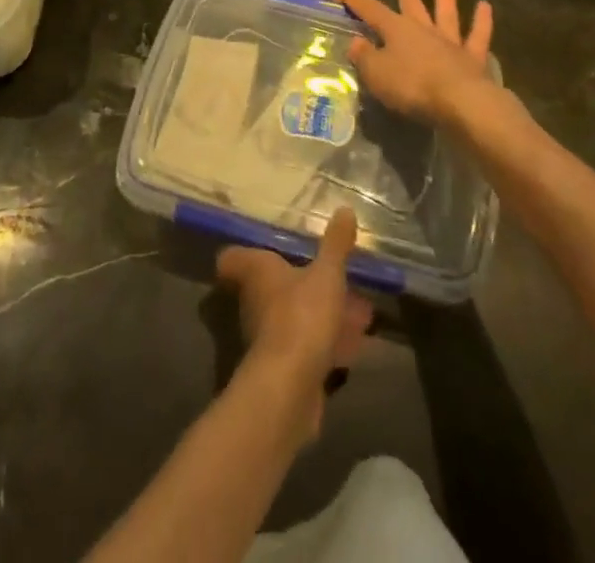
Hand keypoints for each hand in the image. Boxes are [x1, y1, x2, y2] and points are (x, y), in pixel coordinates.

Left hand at [215, 208, 373, 437]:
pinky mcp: (285, 369)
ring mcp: (268, 337)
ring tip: (360, 312)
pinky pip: (308, 347)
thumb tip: (344, 208)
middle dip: (305, 284)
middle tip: (335, 279)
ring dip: (323, 315)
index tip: (266, 249)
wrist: (290, 388)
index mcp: (257, 271)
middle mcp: (255, 301)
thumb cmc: (301, 315)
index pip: (234, 258)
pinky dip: (329, 343)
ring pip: (296, 318)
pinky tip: (358, 344)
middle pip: (273, 287)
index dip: (245, 253)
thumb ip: (335, 244)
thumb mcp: (327, 273)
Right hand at [337, 0, 493, 124]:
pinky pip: (477, 35)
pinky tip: (485, 6)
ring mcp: (450, 41)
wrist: (460, 102)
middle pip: (410, 4)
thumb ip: (364, 57)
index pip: (369, 8)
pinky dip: (482, 21)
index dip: (352, 0)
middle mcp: (423, 28)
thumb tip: (356, 43)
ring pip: (445, 12)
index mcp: (396, 29)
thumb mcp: (376, 75)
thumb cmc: (412, 87)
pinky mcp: (472, 58)